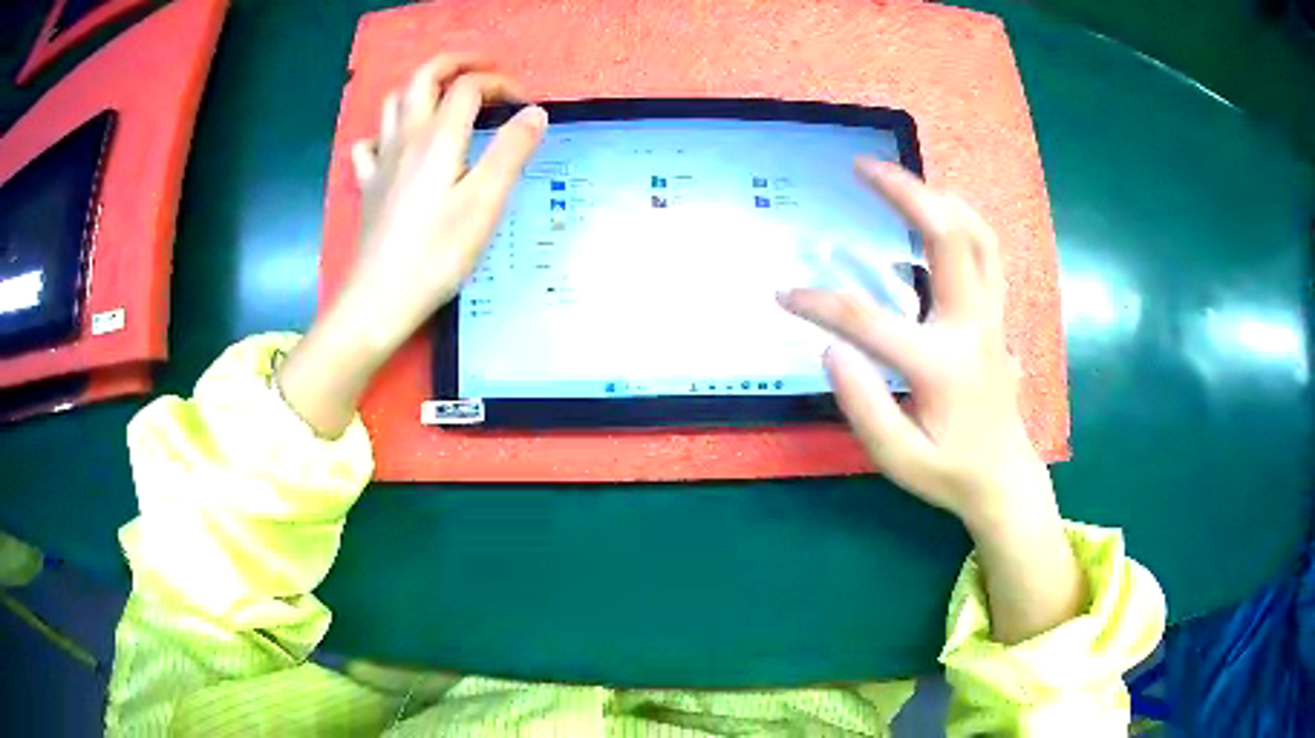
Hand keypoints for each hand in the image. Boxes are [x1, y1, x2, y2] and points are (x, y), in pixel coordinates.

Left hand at [277, 55, 546, 437]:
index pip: (469, 88)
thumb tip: (535, 113)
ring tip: (445, 97)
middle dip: (455, 64)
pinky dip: (387, 131)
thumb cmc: (437, 253)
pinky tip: (398, 145)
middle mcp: (405, 137)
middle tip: (483, 71)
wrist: (379, 298)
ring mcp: (381, 160)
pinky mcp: (368, 186)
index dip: (500, 85)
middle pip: (423, 77)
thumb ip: (512, 151)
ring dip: (421, 87)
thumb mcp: (485, 202)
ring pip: (394, 102)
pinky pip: (370, 143)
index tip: (525, 106)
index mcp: (437, 137)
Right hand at [781, 158, 1047, 527]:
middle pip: (948, 238)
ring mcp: (991, 318)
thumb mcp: (898, 458)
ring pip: (979, 236)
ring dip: (940, 197)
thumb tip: (831, 349)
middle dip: (905, 193)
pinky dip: (965, 220)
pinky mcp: (997, 317)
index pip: (868, 321)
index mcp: (940, 365)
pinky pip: (988, 253)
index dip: (819, 304)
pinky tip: (940, 211)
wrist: (1004, 478)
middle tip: (863, 166)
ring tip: (902, 178)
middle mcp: (972, 328)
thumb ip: (864, 406)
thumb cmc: (949, 473)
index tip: (784, 296)